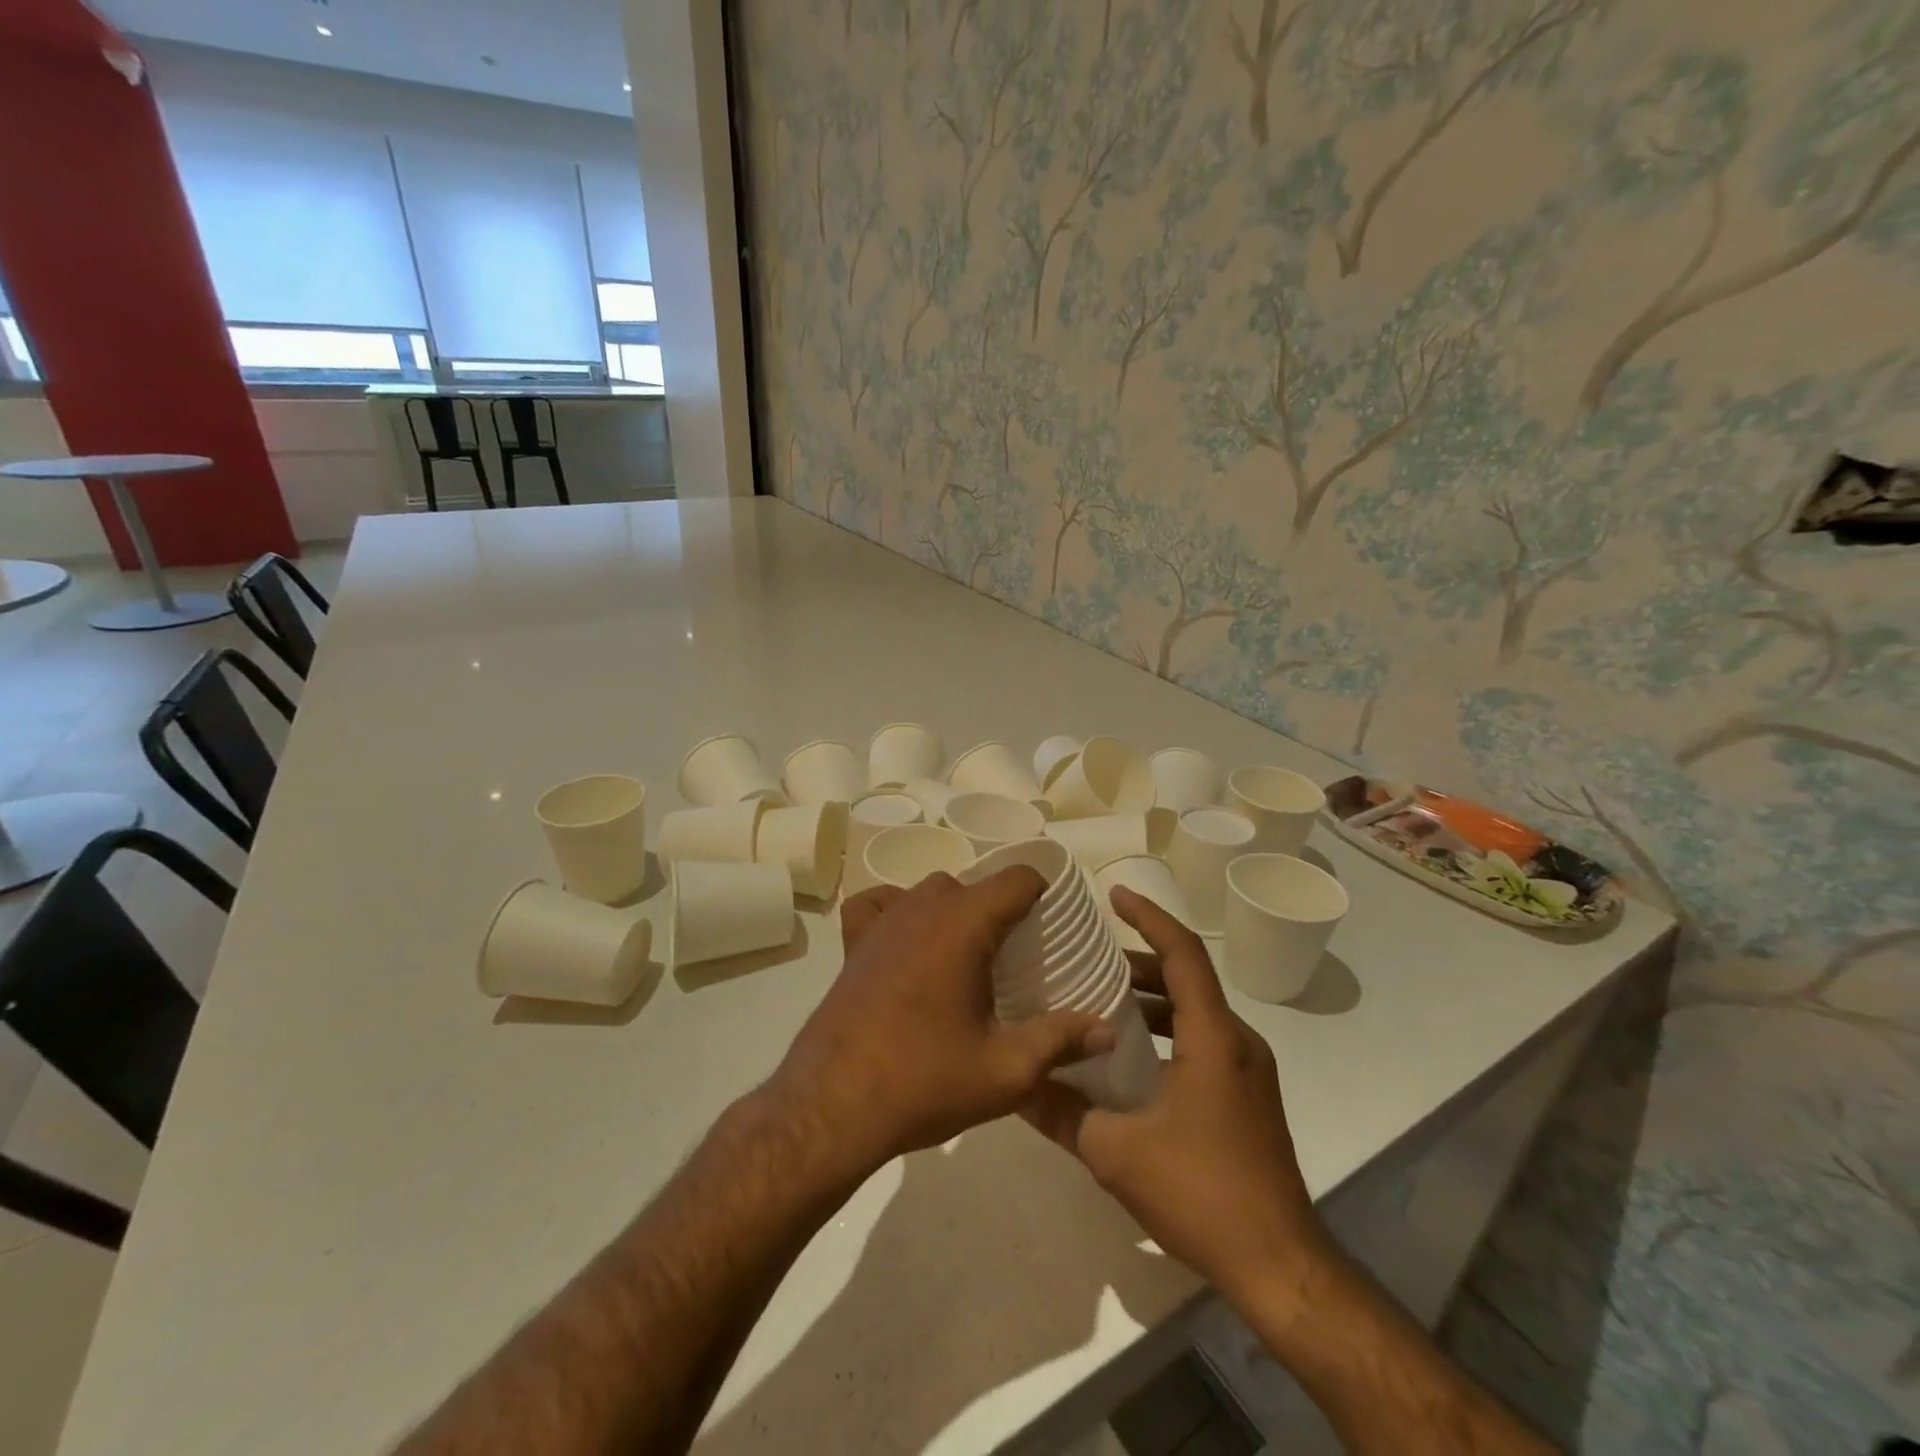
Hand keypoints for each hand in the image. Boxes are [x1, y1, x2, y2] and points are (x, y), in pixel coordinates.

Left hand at [769, 871, 1115, 1177]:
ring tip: (966, 957)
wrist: (832, 1106)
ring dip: (954, 911)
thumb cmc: (924, 1081)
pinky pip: (878, 903)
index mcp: (964, 924)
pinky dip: (896, 909)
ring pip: (930, 891)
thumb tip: (1107, 1029)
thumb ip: (1060, 1041)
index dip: (1041, 894)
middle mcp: (922, 907)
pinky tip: (906, 941)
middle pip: (974, 886)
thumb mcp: (1006, 1070)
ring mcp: (882, 921)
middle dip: (1000, 911)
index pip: (1016, 879)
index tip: (1052, 927)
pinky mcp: (853, 942)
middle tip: (1015, 959)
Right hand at [1020, 889, 1330, 1301]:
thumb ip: (1062, 1113)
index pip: (1182, 954)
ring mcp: (1248, 1072)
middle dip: (1138, 962)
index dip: (1149, 917)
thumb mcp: (1117, 1153)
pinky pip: (1202, 1042)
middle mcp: (1237, 1042)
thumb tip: (1014, 1085)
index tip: (1114, 896)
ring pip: (1195, 1013)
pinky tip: (1129, 1060)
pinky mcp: (1247, 1099)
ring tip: (1100, 1003)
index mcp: (1213, 1038)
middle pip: (1187, 979)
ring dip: (1151, 1001)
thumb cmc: (1202, 1194)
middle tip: (1089, 959)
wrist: (1281, 1268)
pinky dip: (1166, 1033)